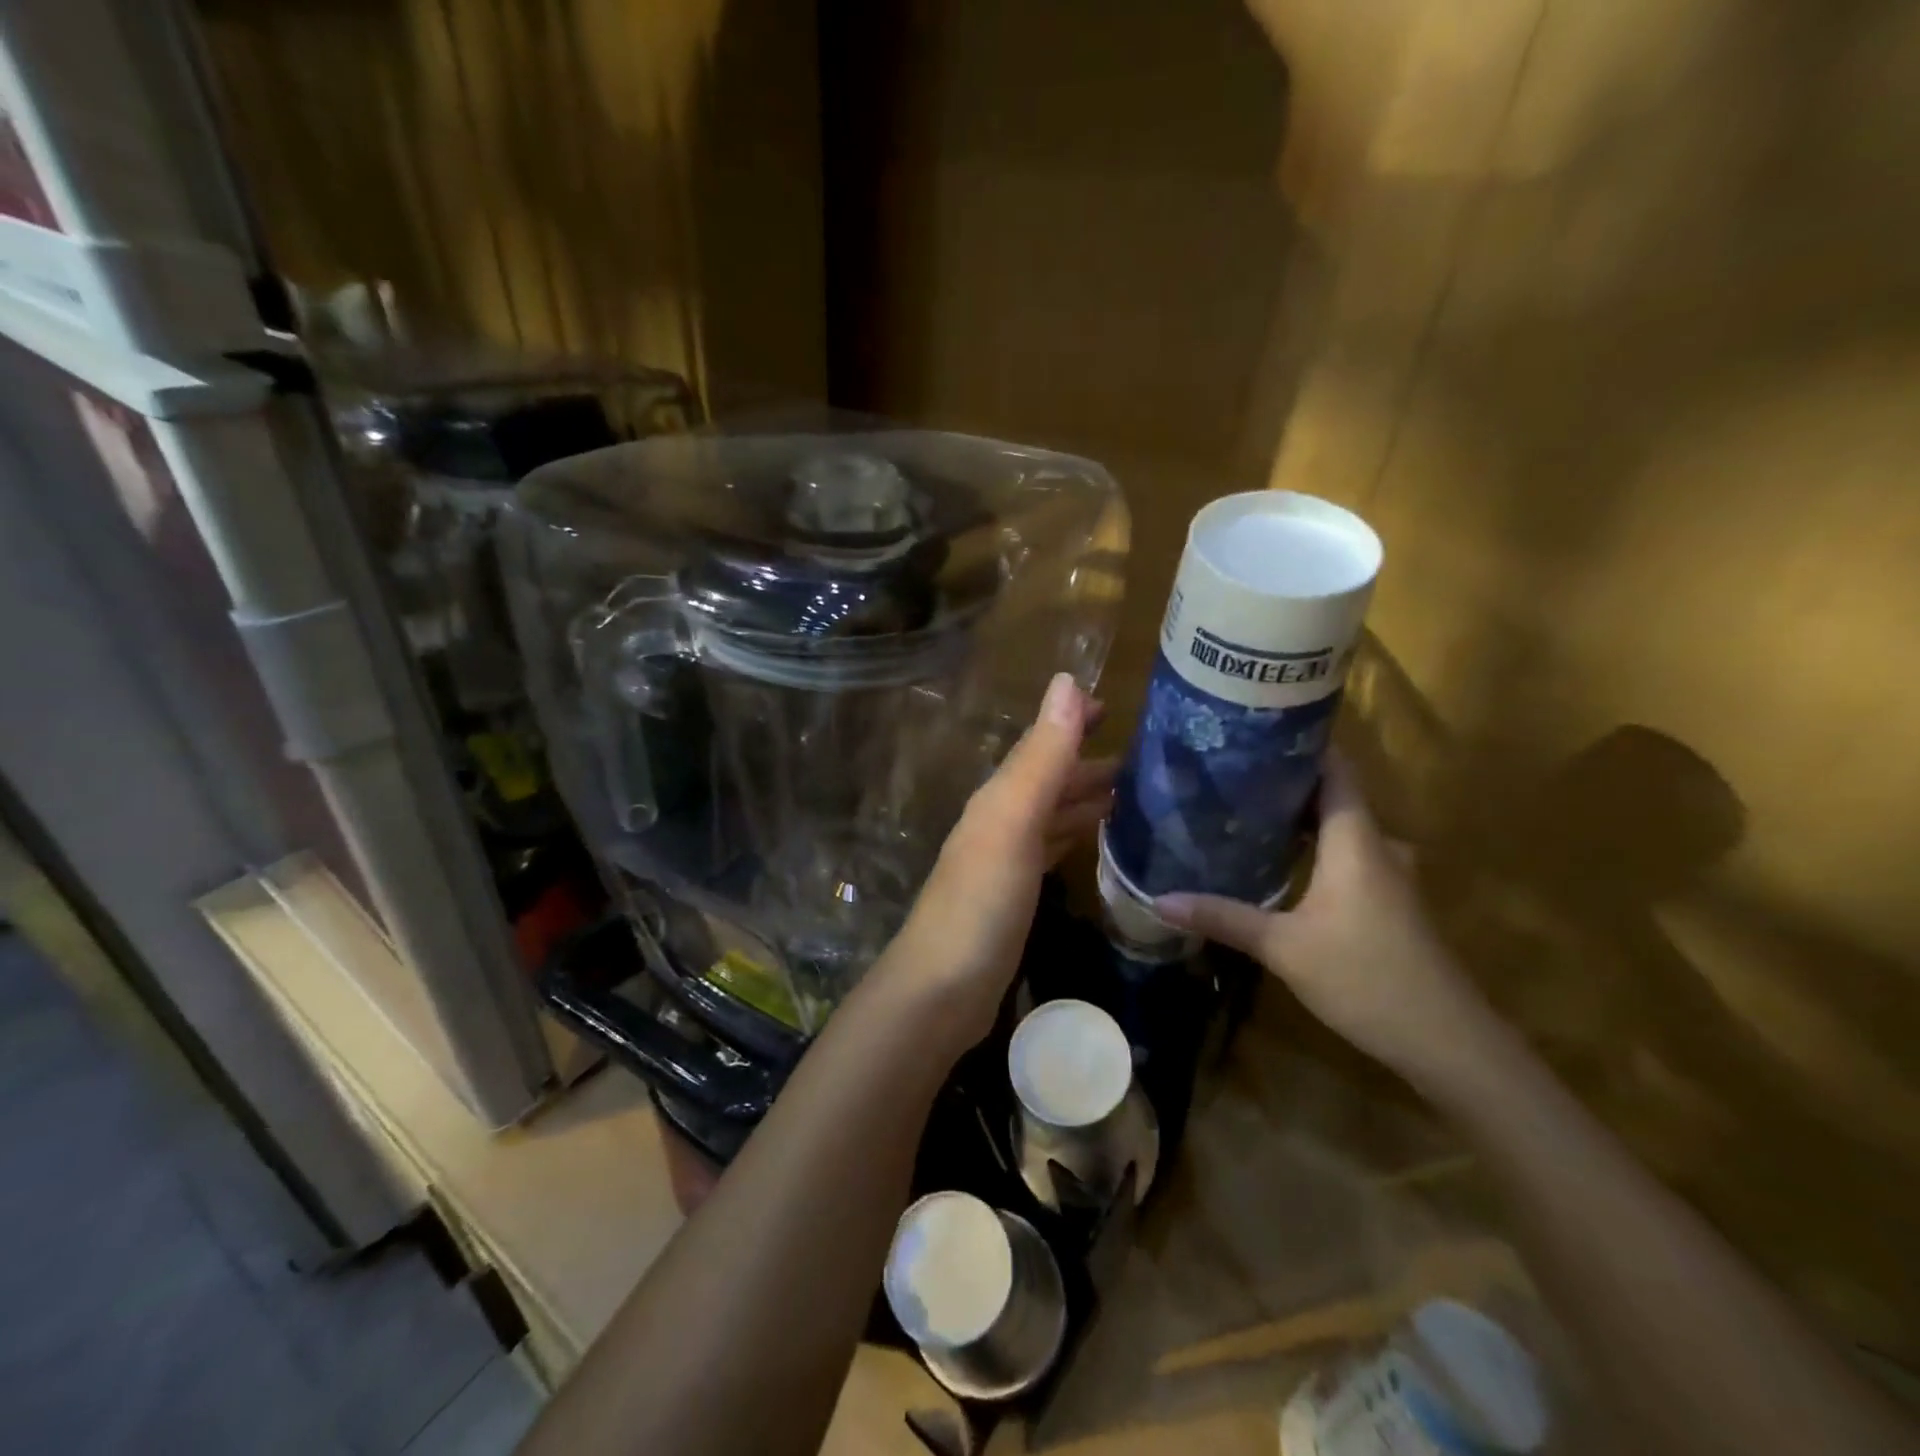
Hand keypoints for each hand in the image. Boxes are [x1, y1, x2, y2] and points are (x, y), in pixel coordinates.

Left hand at [880, 673, 1111, 1048]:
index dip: (1072, 721)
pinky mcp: (1015, 896)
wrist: (943, 990)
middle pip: (1049, 778)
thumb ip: (1041, 757)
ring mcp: (1006, 860)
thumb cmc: (981, 902)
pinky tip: (1098, 840)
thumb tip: (1066, 681)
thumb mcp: (1013, 821)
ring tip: (1136, 793)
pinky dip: (1076, 835)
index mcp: (1001, 797)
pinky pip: (1052, 849)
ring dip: (1086, 797)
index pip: (1041, 744)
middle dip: (1089, 761)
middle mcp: (1001, 820)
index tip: (1114, 705)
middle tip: (1147, 757)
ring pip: (1052, 813)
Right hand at [1154, 753, 1489, 1075]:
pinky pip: (1346, 855)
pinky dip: (1312, 848)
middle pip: (1331, 795)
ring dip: (1297, 818)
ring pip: (1338, 828)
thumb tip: (1160, 899)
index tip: (1252, 730)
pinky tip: (1276, 861)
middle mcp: (1376, 845)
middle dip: (1283, 782)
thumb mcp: (1284, 948)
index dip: (1299, 743)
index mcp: (1355, 839)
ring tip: (1242, 811)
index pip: (1334, 768)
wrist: (1447, 1042)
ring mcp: (1387, 875)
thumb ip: (1224, 917)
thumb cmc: (1366, 978)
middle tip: (1228, 775)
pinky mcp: (1388, 902)